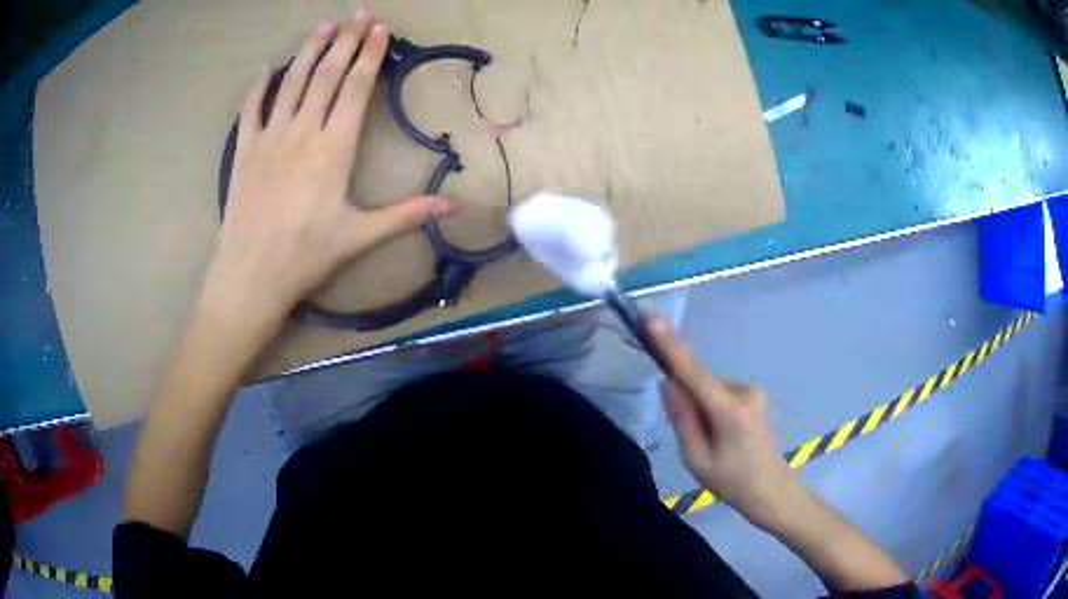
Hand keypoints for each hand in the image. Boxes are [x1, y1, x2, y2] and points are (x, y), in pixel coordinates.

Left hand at [205, 13, 455, 325]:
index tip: (381, 30)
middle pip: (327, 75)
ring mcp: (270, 137)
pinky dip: (259, 85)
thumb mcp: (361, 236)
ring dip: (309, 50)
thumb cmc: (307, 256)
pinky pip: (251, 108)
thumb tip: (453, 205)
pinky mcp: (244, 149)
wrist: (251, 275)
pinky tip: (268, 67)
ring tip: (324, 26)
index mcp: (334, 149)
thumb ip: (406, 214)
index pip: (356, 88)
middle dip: (346, 42)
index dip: (371, 56)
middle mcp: (303, 132)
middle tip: (360, 14)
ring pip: (292, 82)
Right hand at [647, 317, 799, 527]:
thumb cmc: (732, 483)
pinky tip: (724, 436)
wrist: (772, 490)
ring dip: (701, 409)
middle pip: (700, 384)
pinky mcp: (755, 395)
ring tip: (713, 444)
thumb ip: (682, 419)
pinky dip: (712, 409)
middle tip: (695, 441)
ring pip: (709, 390)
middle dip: (687, 402)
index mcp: (729, 411)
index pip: (693, 372)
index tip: (652, 320)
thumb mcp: (697, 460)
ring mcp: (753, 391)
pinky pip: (720, 394)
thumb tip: (669, 383)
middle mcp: (744, 391)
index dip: (671, 346)